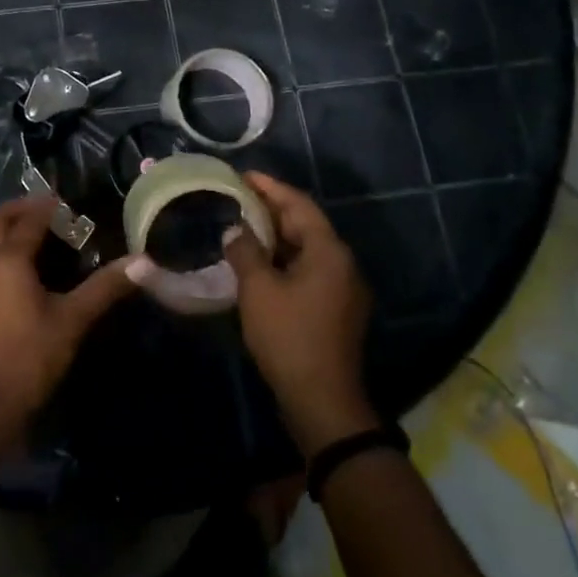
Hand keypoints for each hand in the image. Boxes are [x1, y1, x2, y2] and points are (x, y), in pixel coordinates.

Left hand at [0, 196, 140, 444]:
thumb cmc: (28, 359)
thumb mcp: (72, 321)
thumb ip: (104, 288)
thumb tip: (143, 262)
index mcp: (7, 259)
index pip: (29, 220)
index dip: (48, 207)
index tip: (68, 202)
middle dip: (18, 209)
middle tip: (46, 211)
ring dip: (3, 228)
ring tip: (33, 236)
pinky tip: (15, 271)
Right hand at [225, 172, 379, 455]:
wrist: (322, 402)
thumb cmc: (289, 337)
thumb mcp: (258, 289)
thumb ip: (245, 252)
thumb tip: (235, 230)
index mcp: (329, 252)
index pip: (299, 205)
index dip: (270, 187)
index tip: (243, 175)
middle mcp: (342, 264)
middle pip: (305, 225)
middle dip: (271, 210)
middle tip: (237, 199)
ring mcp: (342, 289)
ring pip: (306, 249)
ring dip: (276, 237)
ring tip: (242, 227)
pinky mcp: (335, 310)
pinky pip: (307, 270)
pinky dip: (283, 260)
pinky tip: (257, 264)